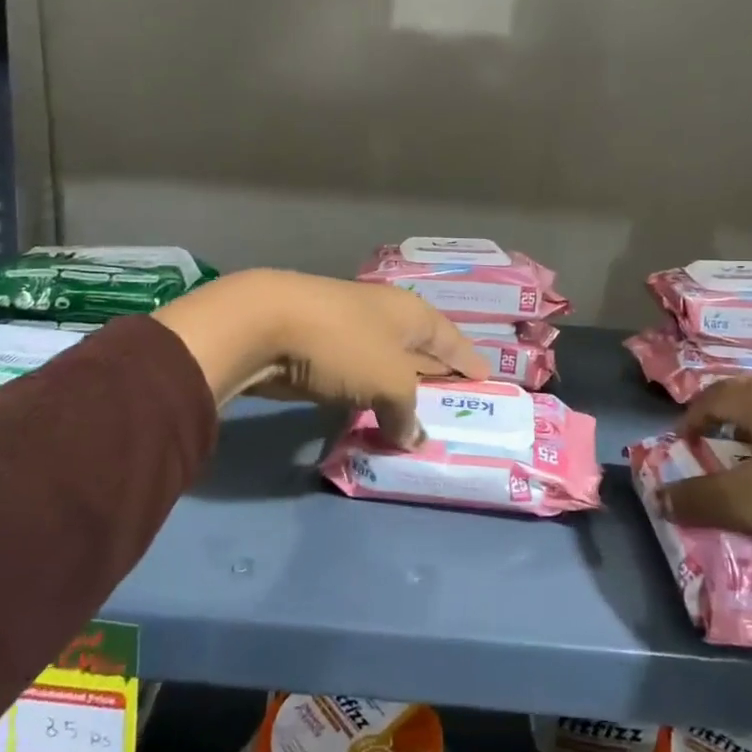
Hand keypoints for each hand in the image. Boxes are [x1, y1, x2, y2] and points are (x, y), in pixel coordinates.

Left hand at [154, 270, 486, 445]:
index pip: (450, 338)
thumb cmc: (343, 344)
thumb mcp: (389, 382)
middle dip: (436, 377)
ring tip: (419, 421)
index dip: (469, 360)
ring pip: (386, 367)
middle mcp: (384, 317)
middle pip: (420, 351)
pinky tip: (374, 417)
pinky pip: (357, 380)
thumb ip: (407, 413)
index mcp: (410, 314)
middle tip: (456, 408)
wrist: (264, 326)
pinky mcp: (320, 353)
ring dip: (400, 393)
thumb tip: (413, 438)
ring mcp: (349, 333)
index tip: (487, 382)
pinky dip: (369, 398)